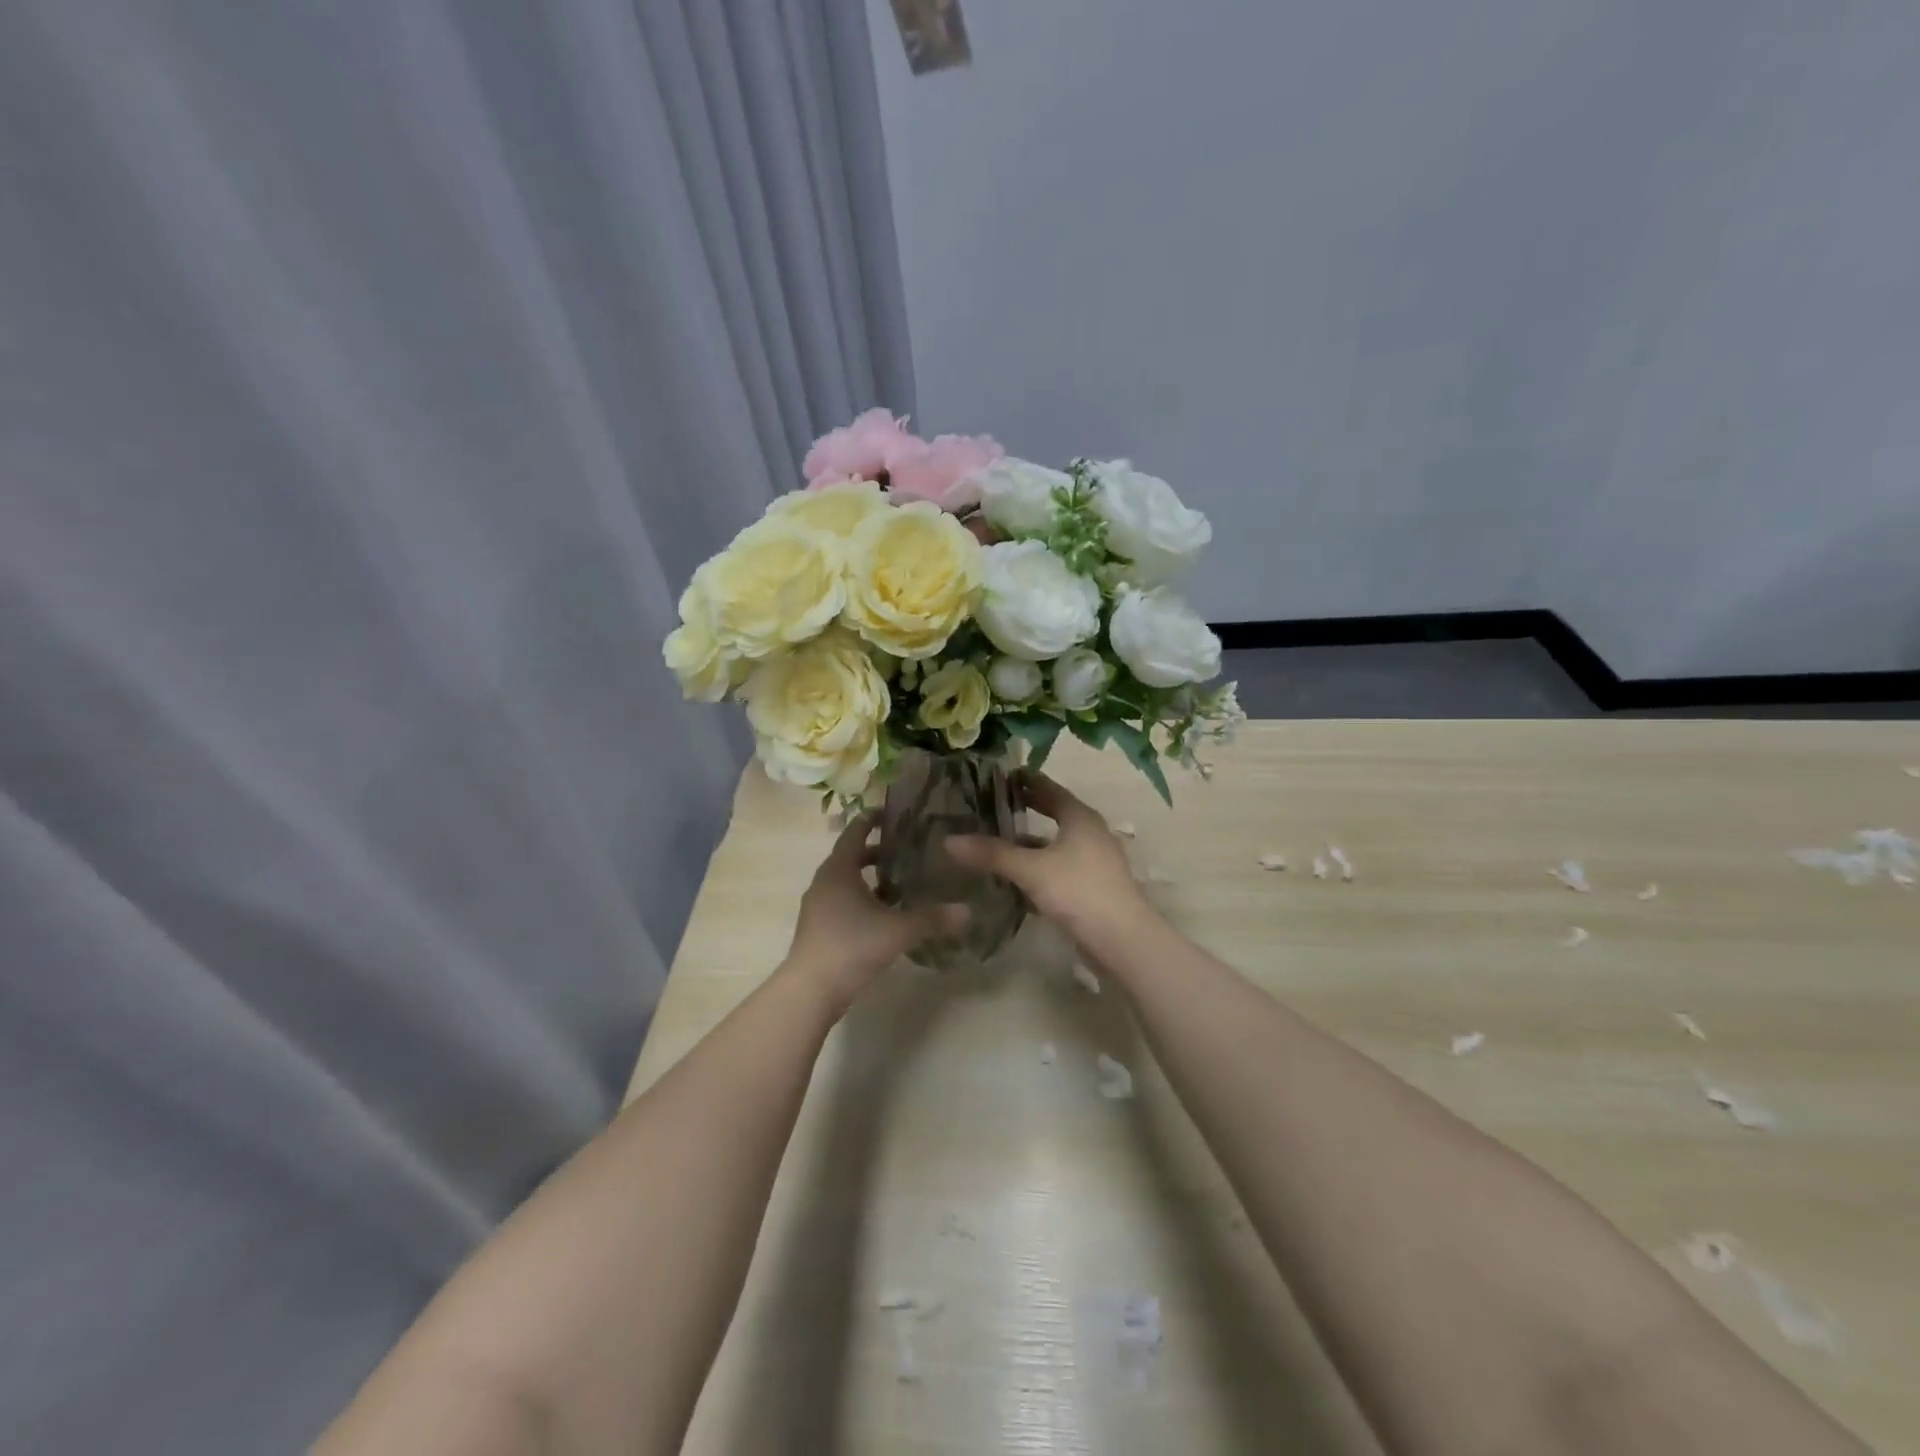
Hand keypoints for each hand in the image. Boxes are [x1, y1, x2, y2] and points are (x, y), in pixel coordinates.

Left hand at [782, 813, 966, 1014]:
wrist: (810, 990)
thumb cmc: (852, 946)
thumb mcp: (898, 930)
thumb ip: (933, 918)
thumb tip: (968, 911)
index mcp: (839, 869)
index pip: (856, 831)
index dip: (873, 819)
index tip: (894, 813)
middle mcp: (825, 881)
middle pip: (851, 855)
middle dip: (878, 851)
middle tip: (907, 849)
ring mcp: (818, 905)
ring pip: (846, 881)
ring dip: (870, 878)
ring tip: (902, 884)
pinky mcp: (819, 927)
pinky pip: (842, 901)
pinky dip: (862, 899)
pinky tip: (885, 915)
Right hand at [946, 774, 1149, 939]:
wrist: (1122, 941)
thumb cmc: (1078, 891)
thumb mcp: (1031, 869)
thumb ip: (992, 854)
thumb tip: (949, 840)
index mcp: (1080, 818)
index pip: (1050, 789)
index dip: (1025, 781)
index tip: (999, 776)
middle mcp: (1090, 834)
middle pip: (1053, 815)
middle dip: (1025, 811)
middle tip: (991, 806)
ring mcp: (1093, 863)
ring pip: (1054, 846)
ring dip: (1028, 845)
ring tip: (994, 844)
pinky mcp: (1091, 889)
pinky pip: (1057, 871)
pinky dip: (1036, 870)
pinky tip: (1013, 881)